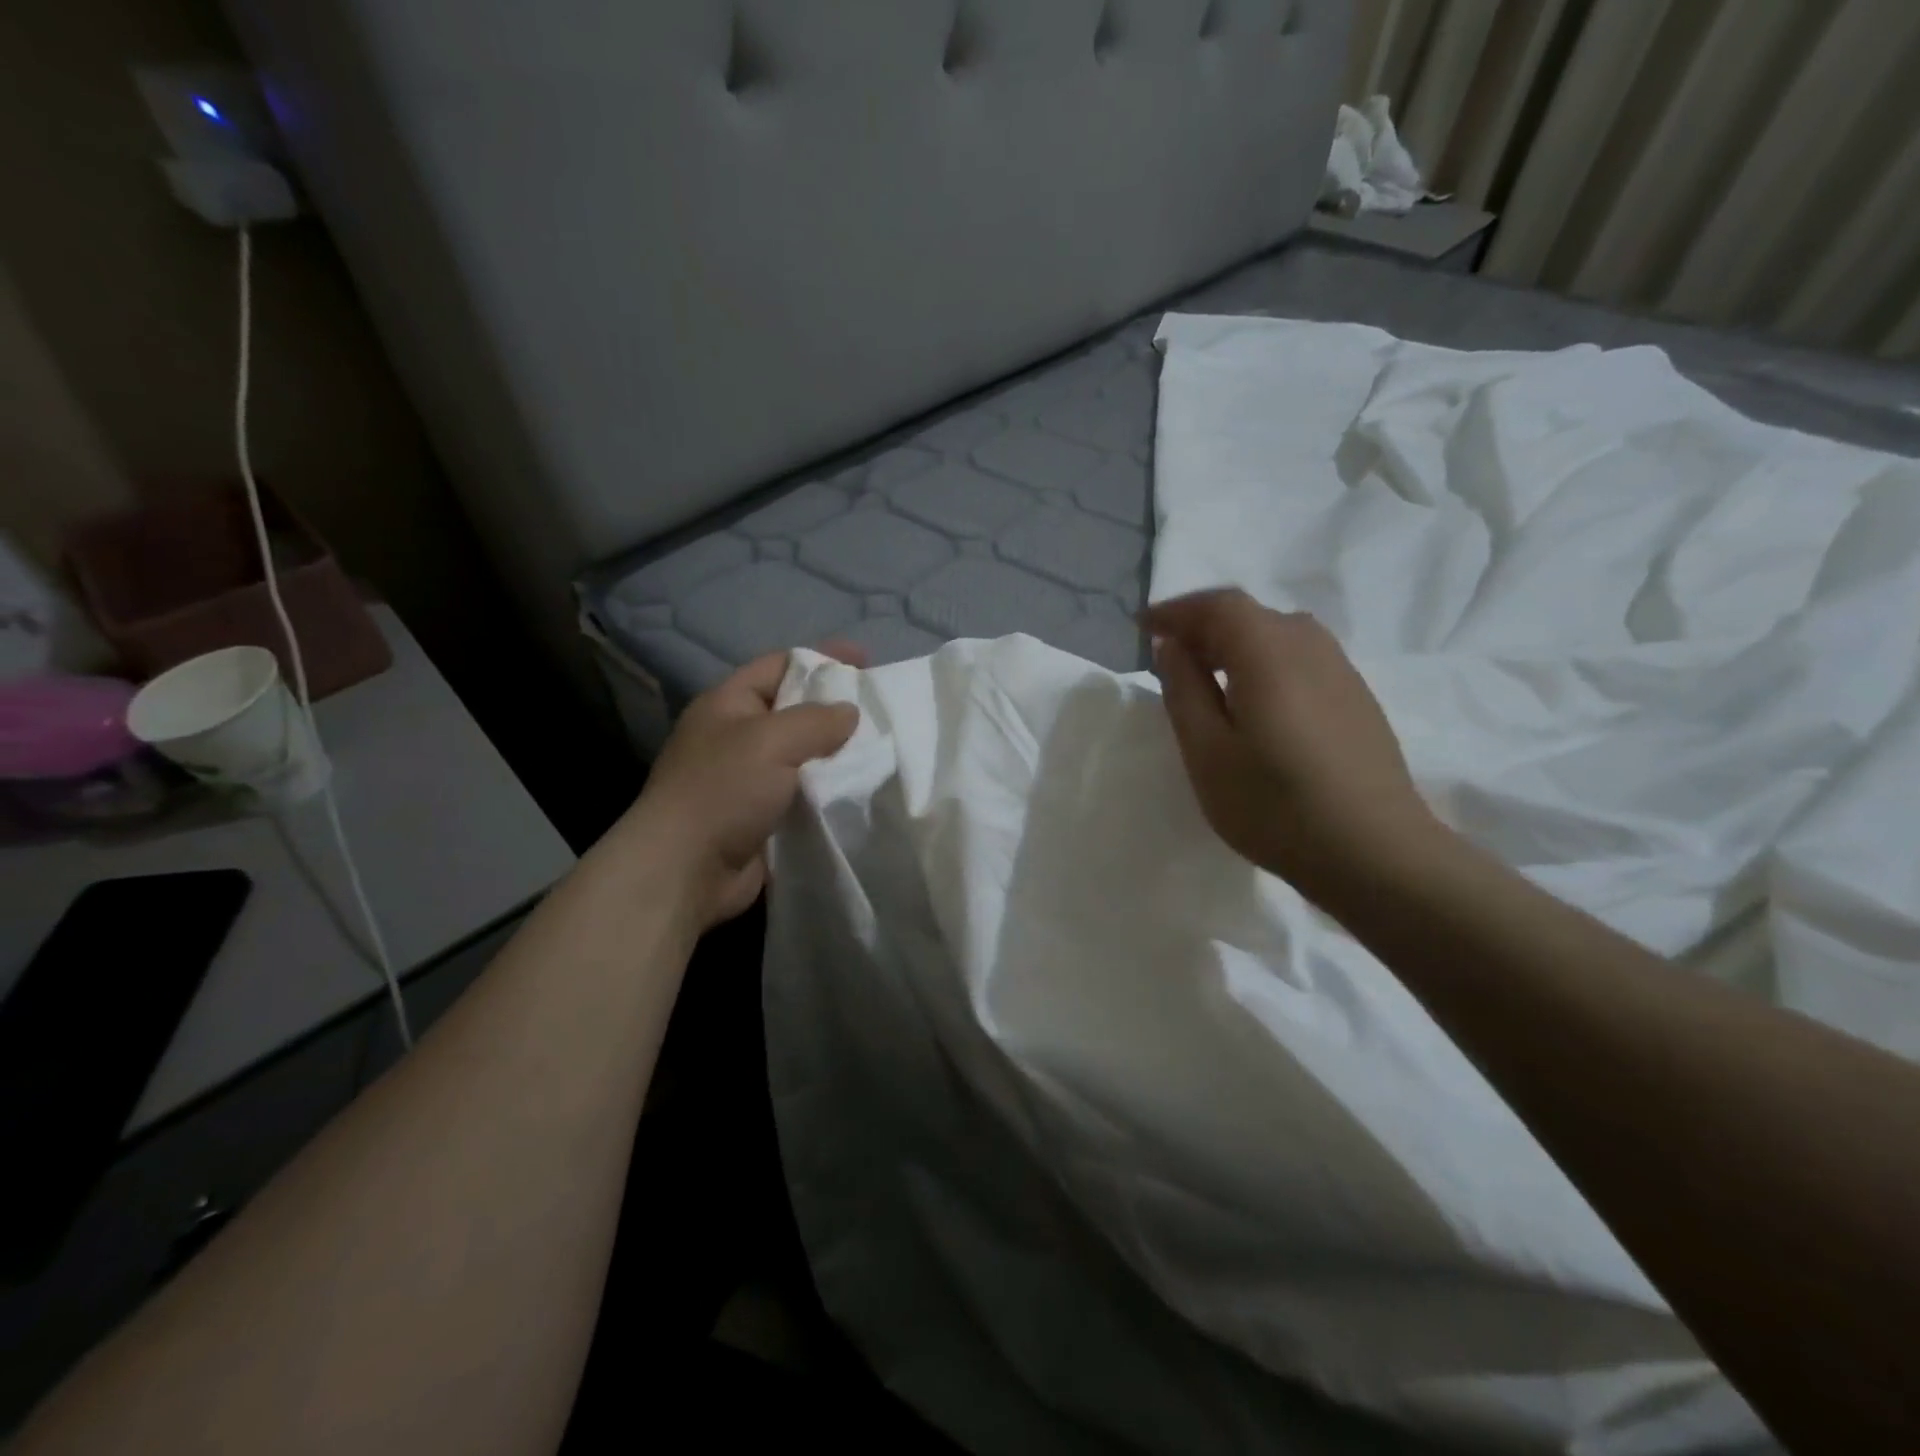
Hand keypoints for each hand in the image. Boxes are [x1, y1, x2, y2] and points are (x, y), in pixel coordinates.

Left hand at [626, 644, 864, 930]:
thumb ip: (816, 720)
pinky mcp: (765, 817)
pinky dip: (832, 792)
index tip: (866, 661)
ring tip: (884, 751)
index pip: (780, 665)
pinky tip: (863, 791)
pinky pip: (806, 794)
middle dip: (837, 708)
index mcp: (729, 705)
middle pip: (796, 711)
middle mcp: (738, 737)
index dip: (822, 659)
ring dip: (839, 755)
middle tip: (882, 710)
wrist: (686, 871)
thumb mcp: (770, 741)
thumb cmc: (722, 791)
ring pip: (805, 756)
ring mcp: (750, 780)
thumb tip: (850, 713)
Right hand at [1143, 590, 1438, 907]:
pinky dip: (1264, 660)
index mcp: (1268, 652)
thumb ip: (1184, 691)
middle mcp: (1309, 646)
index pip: (1218, 606)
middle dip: (1203, 625)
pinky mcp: (1356, 696)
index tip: (1142, 628)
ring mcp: (1341, 670)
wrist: (1376, 852)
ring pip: (1278, 633)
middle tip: (1169, 655)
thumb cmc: (1275, 806)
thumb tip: (1172, 647)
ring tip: (1208, 676)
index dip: (1176, 610)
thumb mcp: (1207, 753)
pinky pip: (1300, 656)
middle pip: (1250, 614)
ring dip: (1235, 642)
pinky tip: (1256, 700)